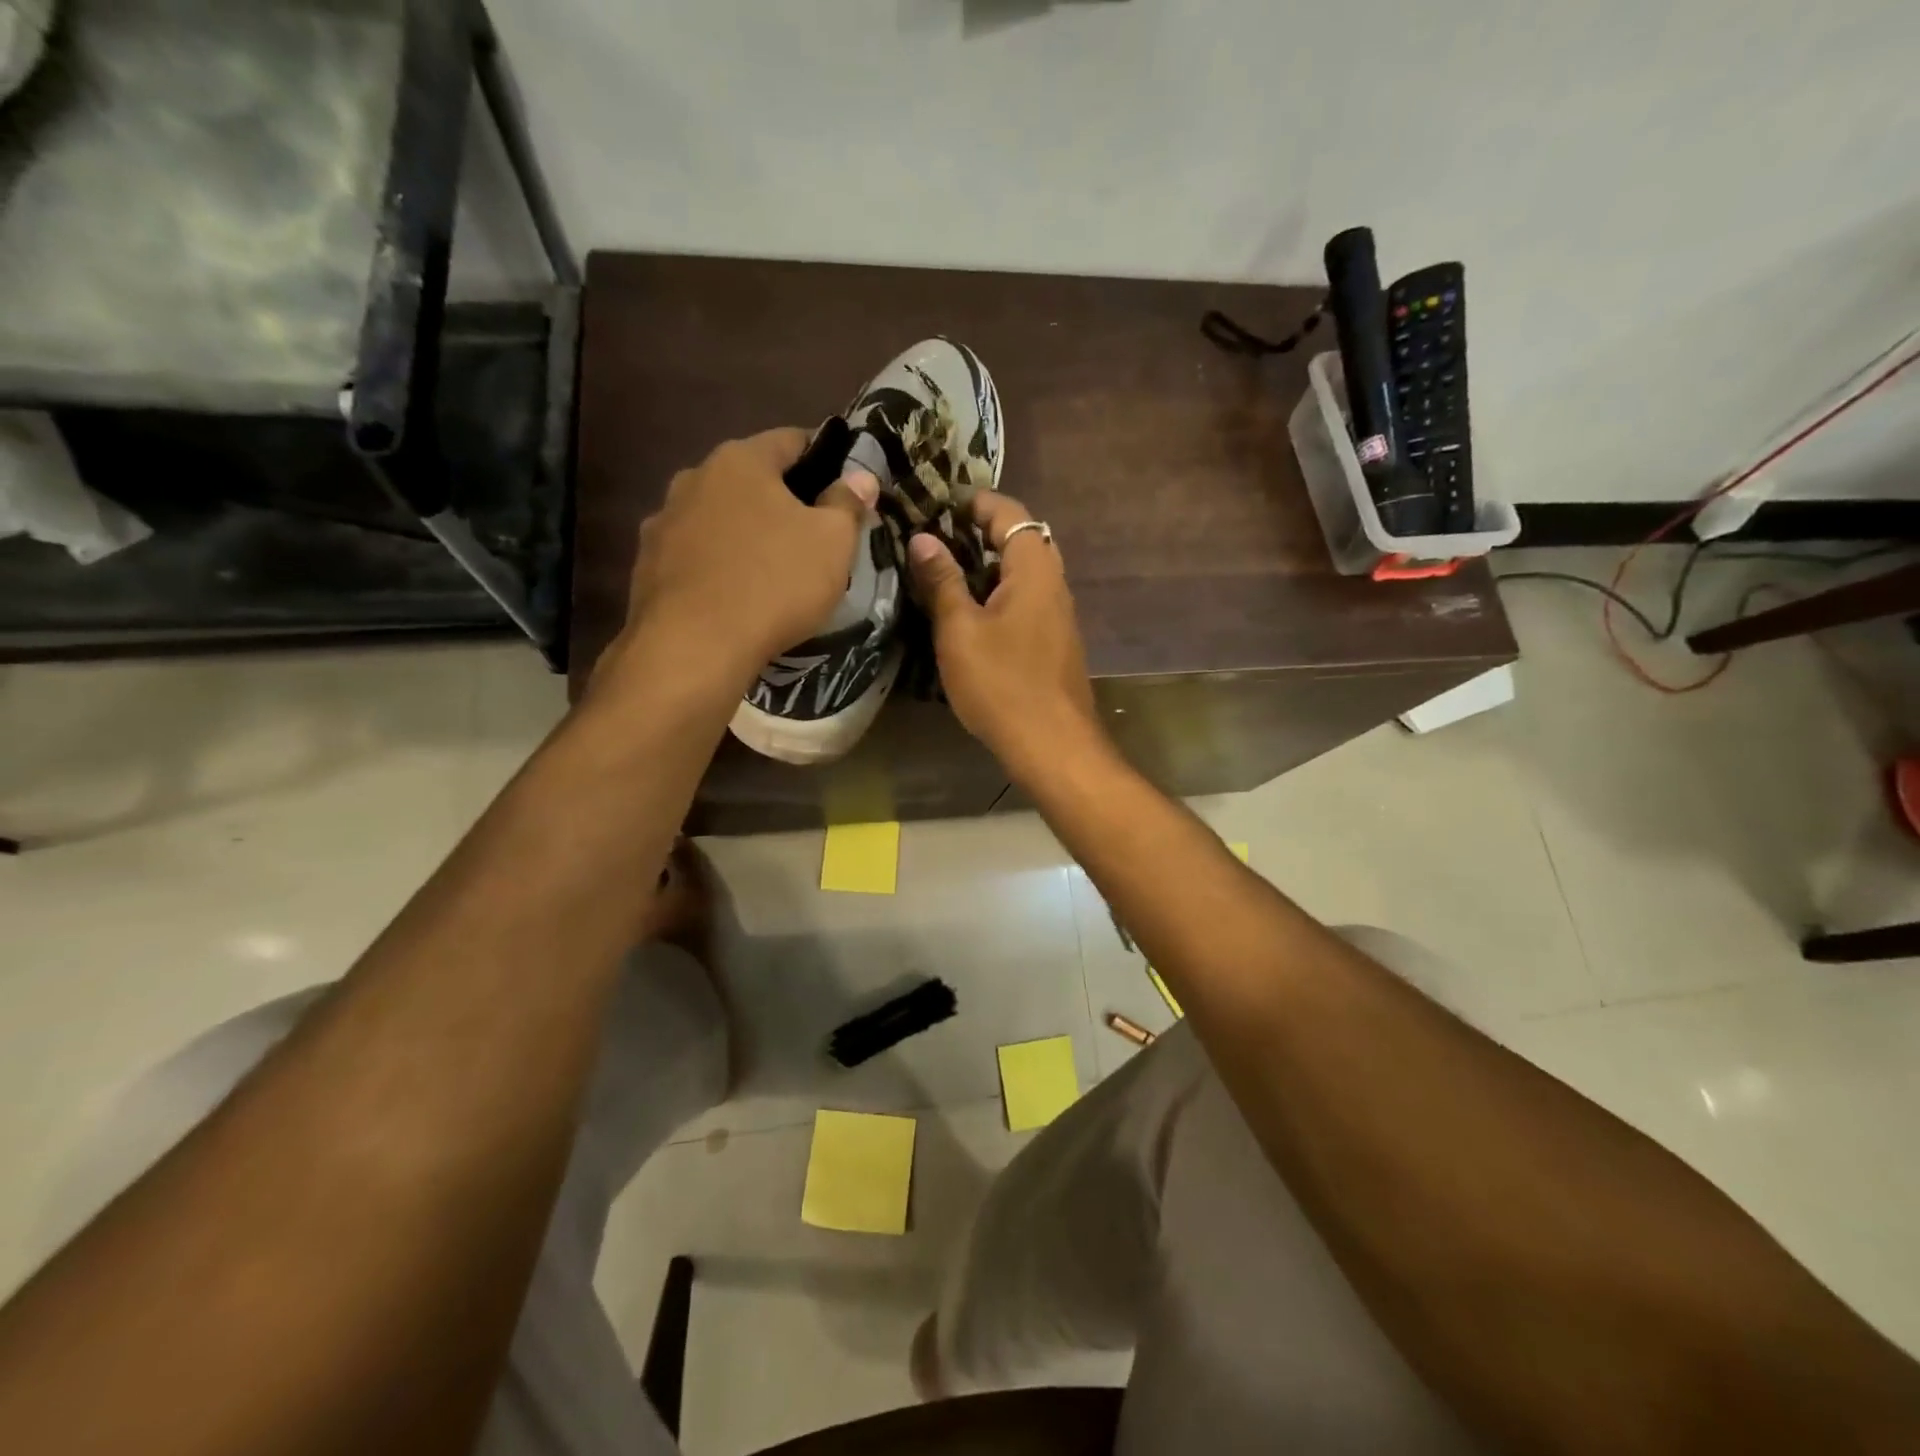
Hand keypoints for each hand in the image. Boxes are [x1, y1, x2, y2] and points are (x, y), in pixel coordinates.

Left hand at [612, 428, 876, 683]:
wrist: (694, 646)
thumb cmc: (774, 583)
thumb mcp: (832, 543)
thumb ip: (847, 503)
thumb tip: (861, 477)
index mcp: (741, 460)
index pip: (791, 440)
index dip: (823, 458)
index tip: (842, 486)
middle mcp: (694, 478)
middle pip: (750, 480)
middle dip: (781, 501)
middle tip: (810, 535)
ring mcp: (664, 521)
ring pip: (718, 518)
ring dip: (744, 533)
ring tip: (768, 569)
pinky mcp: (647, 565)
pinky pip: (695, 555)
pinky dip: (716, 565)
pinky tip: (732, 595)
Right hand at [907, 491, 1101, 775]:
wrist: (1052, 745)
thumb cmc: (1002, 683)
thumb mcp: (960, 630)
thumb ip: (942, 581)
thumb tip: (923, 538)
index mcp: (1034, 568)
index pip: (1009, 512)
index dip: (975, 503)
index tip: (938, 506)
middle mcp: (1054, 582)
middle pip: (1020, 539)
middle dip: (979, 533)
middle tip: (936, 540)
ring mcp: (1058, 614)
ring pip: (1023, 573)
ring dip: (987, 567)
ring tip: (944, 575)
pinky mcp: (1055, 642)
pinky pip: (1026, 601)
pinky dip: (998, 595)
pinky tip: (969, 616)